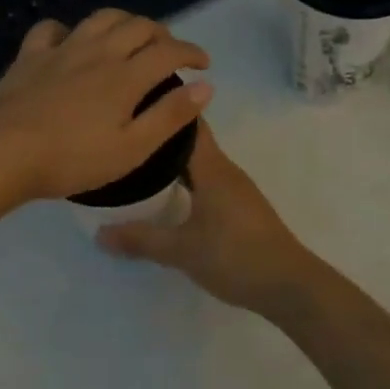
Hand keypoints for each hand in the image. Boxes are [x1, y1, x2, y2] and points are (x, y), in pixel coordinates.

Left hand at [0, 10, 212, 204]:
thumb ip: (169, 116)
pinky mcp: (30, 56)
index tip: (203, 64)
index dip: (191, 52)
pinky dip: (69, 29)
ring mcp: (61, 49)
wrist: (3, 153)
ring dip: (124, 22)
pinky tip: (71, 41)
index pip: (168, 51)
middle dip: (162, 34)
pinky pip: (52, 28)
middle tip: (170, 52)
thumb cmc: (72, 159)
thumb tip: (205, 86)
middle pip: (138, 26)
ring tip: (131, 37)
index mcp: (125, 76)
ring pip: (101, 18)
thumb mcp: (131, 149)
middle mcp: (98, 52)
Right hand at [98, 123, 324, 313]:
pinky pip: (206, 181)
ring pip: (199, 163)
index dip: (166, 107)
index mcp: (213, 168)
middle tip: (125, 134)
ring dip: (172, 161)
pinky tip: (166, 195)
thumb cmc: (236, 256)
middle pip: (191, 141)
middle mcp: (225, 170)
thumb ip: (141, 239)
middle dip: (160, 137)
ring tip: (137, 162)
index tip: (134, 102)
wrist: (290, 286)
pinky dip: (184, 180)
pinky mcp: (239, 208)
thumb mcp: (182, 250)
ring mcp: (235, 189)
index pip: (189, 123)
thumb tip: (99, 233)